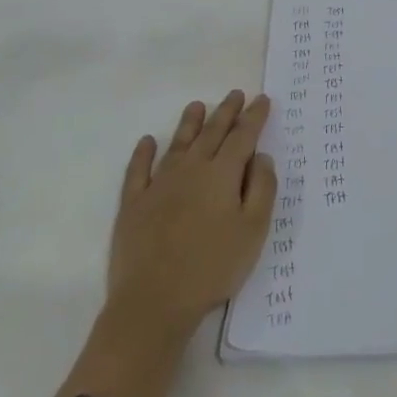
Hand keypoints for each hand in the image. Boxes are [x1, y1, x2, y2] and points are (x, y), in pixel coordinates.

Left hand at [108, 90, 276, 328]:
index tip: (262, 99)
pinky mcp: (133, 204)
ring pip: (177, 144)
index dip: (254, 117)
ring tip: (197, 105)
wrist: (153, 302)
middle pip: (211, 133)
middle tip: (235, 94)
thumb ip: (262, 189)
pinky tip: (147, 142)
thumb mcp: (253, 230)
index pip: (242, 136)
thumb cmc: (212, 267)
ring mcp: (158, 185)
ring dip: (189, 123)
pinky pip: (138, 170)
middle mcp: (191, 169)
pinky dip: (143, 153)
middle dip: (226, 112)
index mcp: (222, 174)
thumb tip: (261, 156)